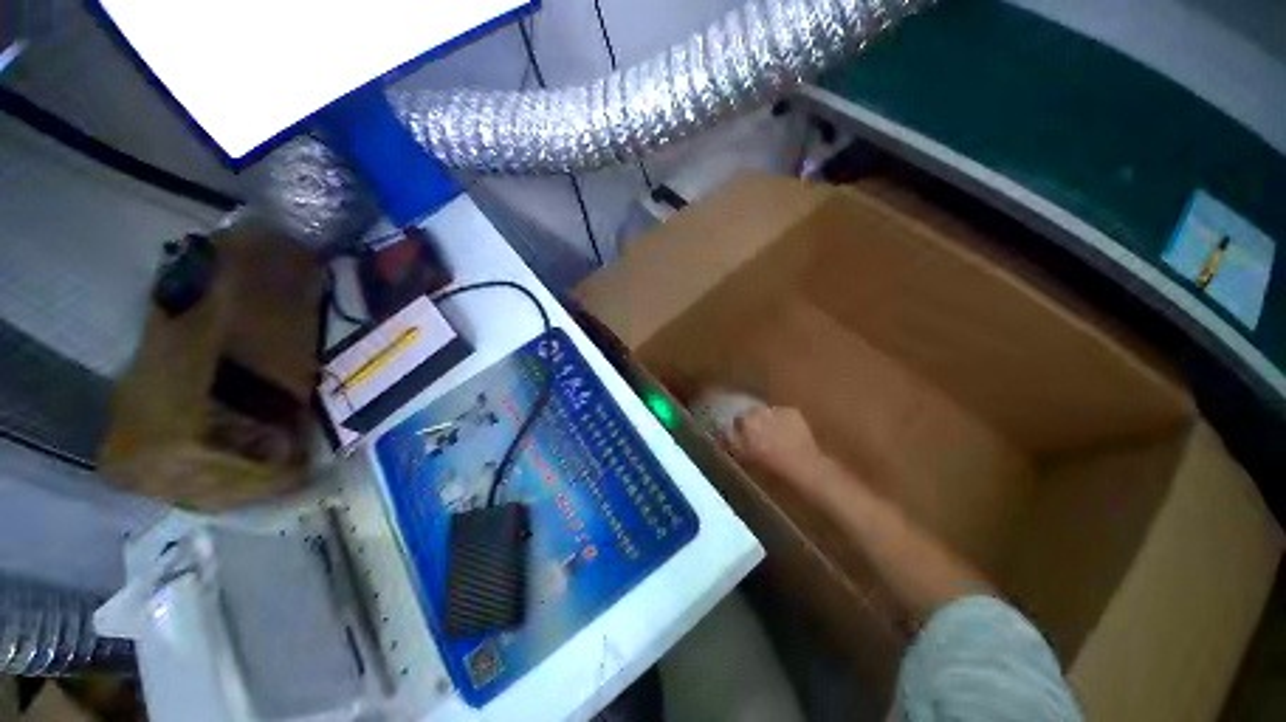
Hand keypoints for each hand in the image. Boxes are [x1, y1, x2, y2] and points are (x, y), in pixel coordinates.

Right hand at [723, 406, 827, 490]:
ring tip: (774, 436)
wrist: (806, 468)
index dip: (737, 428)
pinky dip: (782, 421)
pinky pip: (782, 413)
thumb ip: (732, 441)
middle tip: (758, 437)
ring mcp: (776, 410)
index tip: (741, 437)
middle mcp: (758, 412)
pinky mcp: (792, 411)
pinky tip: (788, 434)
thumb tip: (722, 431)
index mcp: (744, 423)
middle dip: (752, 422)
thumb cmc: (772, 469)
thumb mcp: (745, 458)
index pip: (734, 419)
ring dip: (767, 420)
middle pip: (750, 413)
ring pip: (766, 412)